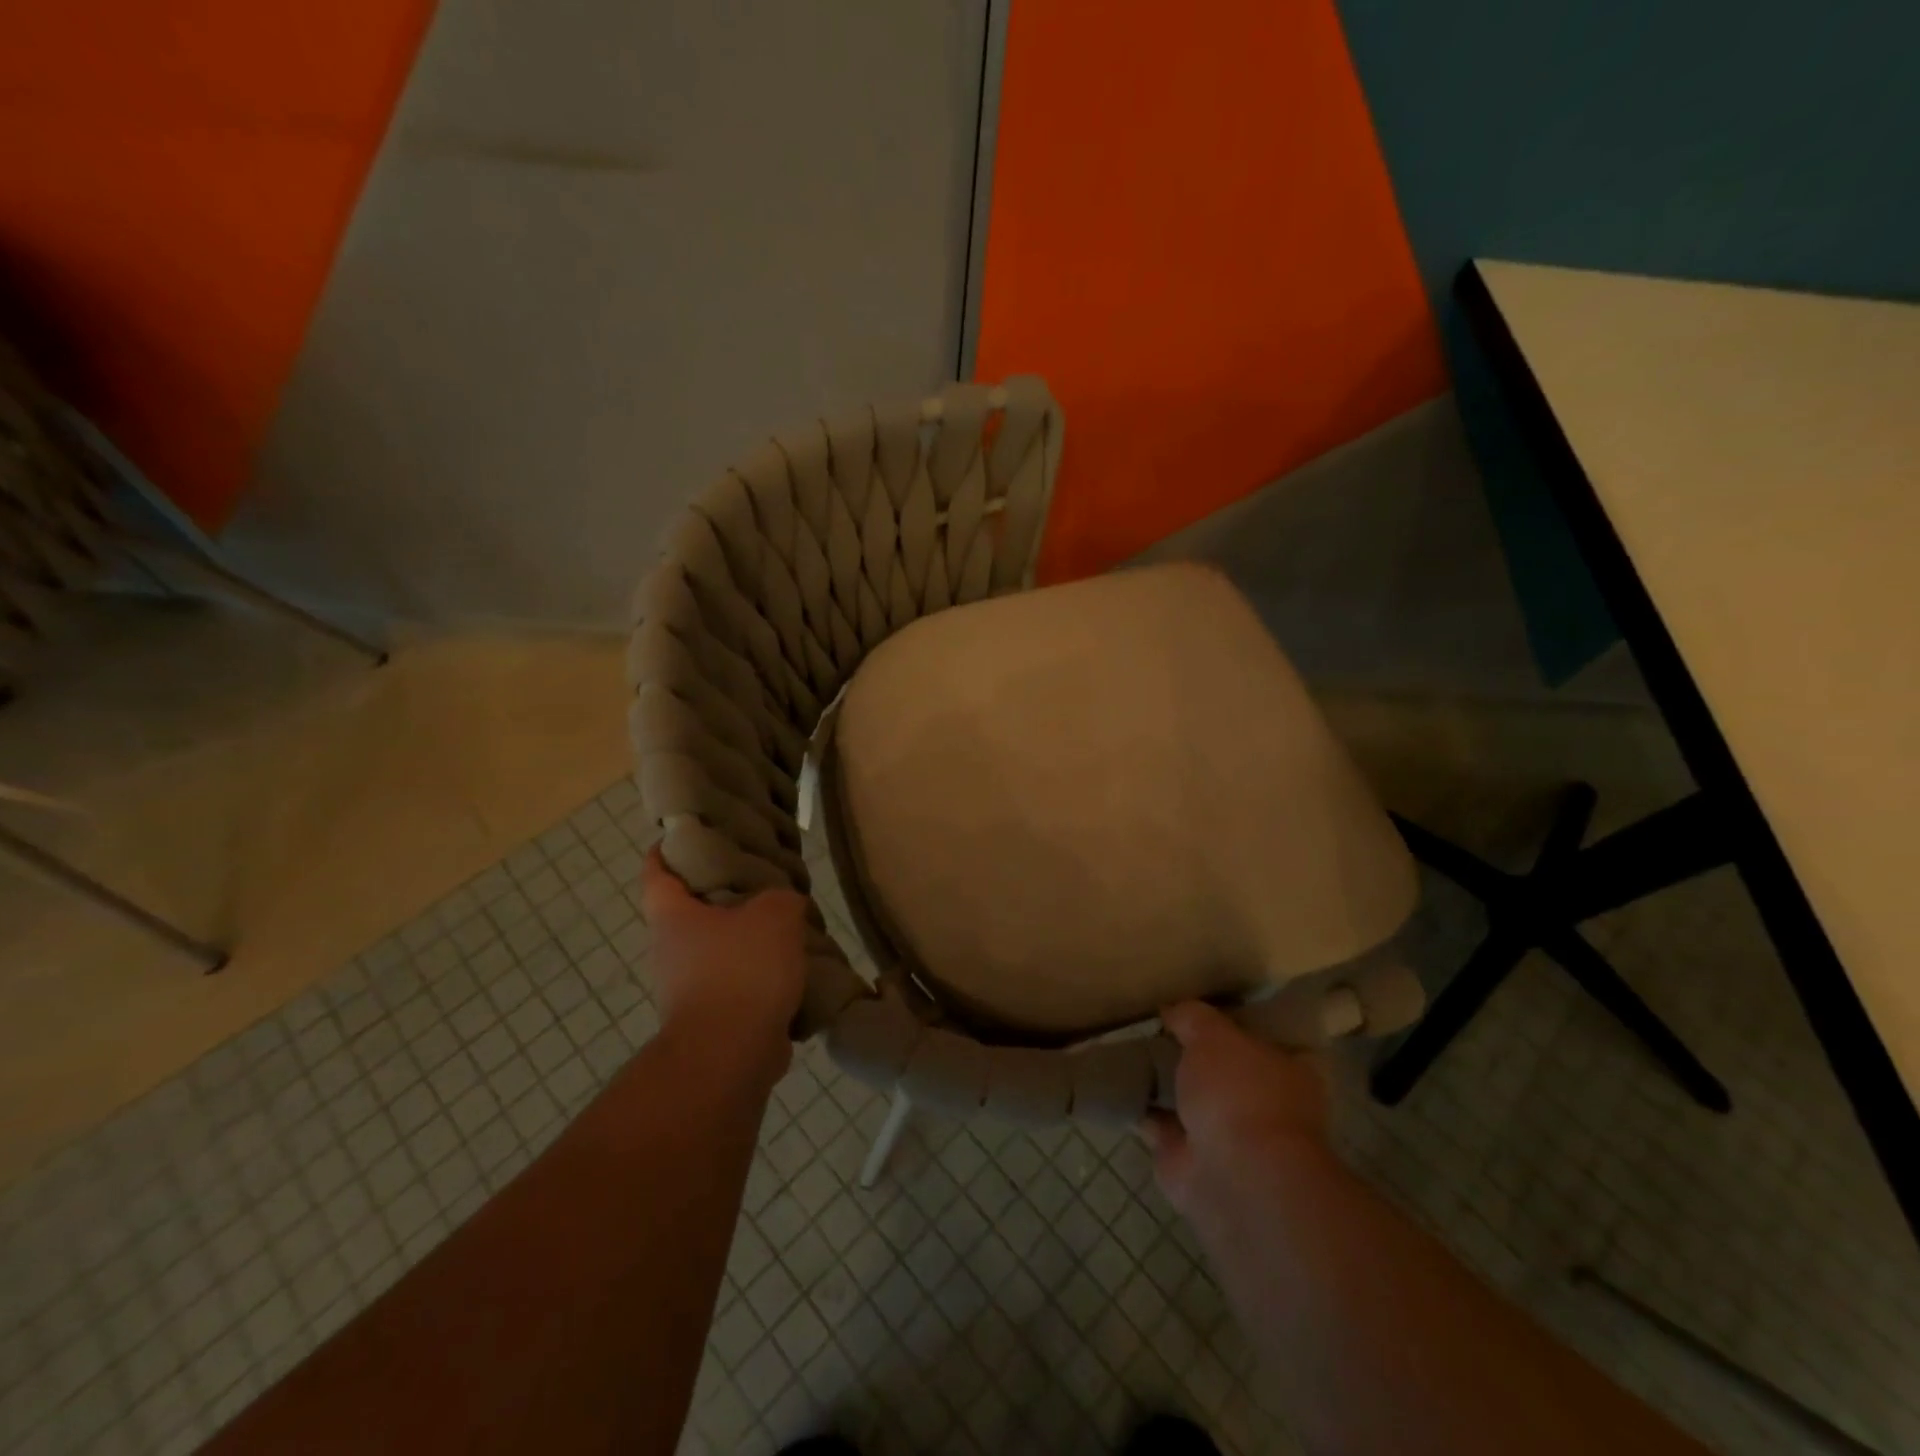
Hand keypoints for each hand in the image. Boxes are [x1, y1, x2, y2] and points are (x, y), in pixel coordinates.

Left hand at [639, 846, 809, 1067]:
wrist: (729, 1055)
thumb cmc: (741, 970)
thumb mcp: (775, 915)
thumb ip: (782, 898)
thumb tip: (784, 905)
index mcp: (673, 917)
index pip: (656, 873)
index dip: (666, 850)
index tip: (683, 835)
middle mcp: (671, 951)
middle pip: (689, 913)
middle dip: (720, 897)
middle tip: (758, 880)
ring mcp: (687, 990)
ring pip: (715, 951)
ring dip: (743, 941)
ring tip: (784, 927)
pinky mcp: (711, 1020)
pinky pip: (736, 986)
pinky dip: (757, 978)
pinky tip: (791, 971)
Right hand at [1144, 1001, 1329, 1223]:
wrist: (1235, 1177)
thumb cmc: (1240, 1093)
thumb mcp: (1213, 1034)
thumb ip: (1193, 1018)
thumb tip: (1173, 1012)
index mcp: (1287, 1071)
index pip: (1266, 1039)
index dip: (1236, 1023)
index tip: (1204, 1010)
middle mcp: (1264, 1105)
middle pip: (1225, 1071)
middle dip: (1195, 1056)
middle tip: (1159, 1029)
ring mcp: (1230, 1137)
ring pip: (1193, 1100)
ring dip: (1167, 1084)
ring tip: (1131, 1052)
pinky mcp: (1192, 1162)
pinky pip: (1163, 1126)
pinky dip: (1143, 1111)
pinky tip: (1120, 1087)